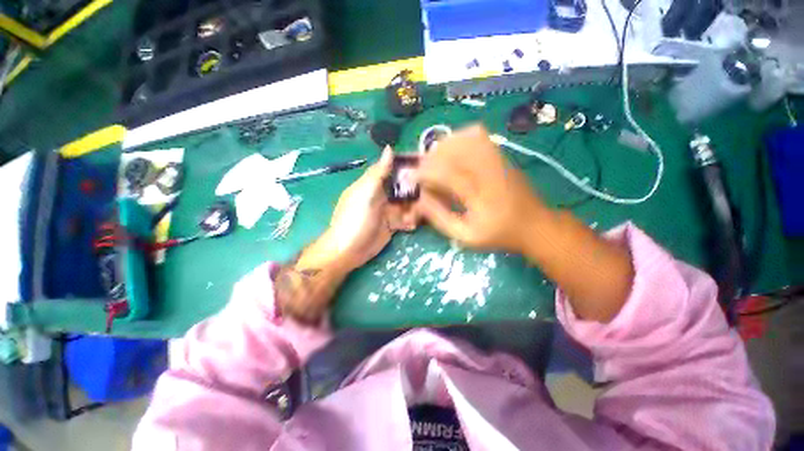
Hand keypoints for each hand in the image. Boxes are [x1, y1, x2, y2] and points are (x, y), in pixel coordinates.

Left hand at [278, 148, 416, 323]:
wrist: (349, 251)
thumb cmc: (355, 219)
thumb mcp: (365, 194)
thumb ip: (378, 173)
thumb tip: (389, 148)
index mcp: (373, 184)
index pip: (392, 169)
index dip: (407, 164)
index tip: (426, 161)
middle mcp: (381, 195)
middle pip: (403, 187)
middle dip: (416, 188)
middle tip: (432, 191)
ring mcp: (387, 211)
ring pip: (407, 203)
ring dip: (415, 207)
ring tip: (421, 212)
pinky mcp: (392, 225)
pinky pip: (405, 219)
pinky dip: (410, 220)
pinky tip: (412, 225)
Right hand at [415, 125, 546, 252]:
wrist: (534, 224)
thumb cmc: (498, 234)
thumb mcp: (465, 236)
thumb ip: (440, 218)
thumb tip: (419, 200)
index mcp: (480, 196)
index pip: (447, 174)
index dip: (425, 172)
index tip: (412, 178)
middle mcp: (489, 171)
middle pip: (454, 150)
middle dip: (431, 158)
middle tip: (422, 170)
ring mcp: (497, 159)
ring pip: (465, 138)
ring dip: (444, 146)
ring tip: (435, 161)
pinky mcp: (501, 154)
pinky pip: (477, 135)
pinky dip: (459, 138)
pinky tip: (453, 151)